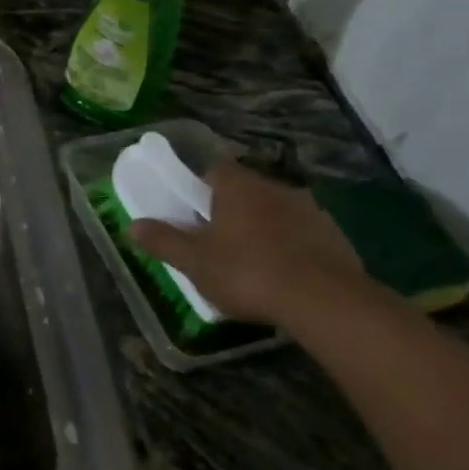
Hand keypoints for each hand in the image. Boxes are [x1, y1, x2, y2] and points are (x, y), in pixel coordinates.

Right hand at [128, 161, 365, 324]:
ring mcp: (310, 211)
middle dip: (232, 209)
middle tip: (217, 240)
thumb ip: (164, 241)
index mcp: (238, 188)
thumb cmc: (247, 273)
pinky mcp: (335, 236)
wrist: (324, 300)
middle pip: (247, 190)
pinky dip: (291, 246)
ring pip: (277, 211)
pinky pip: (303, 233)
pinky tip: (284, 274)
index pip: (216, 169)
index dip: (201, 185)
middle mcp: (276, 189)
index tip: (193, 209)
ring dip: (264, 227)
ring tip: (252, 261)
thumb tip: (132, 225)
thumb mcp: (195, 262)